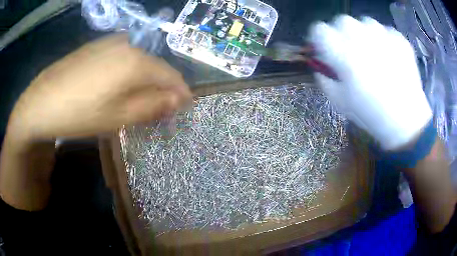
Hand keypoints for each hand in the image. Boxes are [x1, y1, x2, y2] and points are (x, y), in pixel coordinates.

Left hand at [7, 34, 190, 141]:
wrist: (40, 101)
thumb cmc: (78, 113)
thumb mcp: (117, 117)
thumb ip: (151, 107)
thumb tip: (177, 100)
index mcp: (135, 61)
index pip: (170, 75)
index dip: (181, 92)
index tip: (186, 107)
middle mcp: (127, 45)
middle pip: (155, 67)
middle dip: (163, 88)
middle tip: (162, 110)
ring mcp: (110, 42)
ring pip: (139, 61)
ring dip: (145, 81)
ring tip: (141, 101)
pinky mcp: (97, 46)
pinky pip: (123, 58)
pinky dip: (129, 73)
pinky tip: (120, 87)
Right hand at [309, 15, 431, 149]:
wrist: (406, 121)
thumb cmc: (371, 114)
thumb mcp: (339, 101)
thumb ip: (324, 77)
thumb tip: (321, 64)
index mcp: (344, 55)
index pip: (319, 30)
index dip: (319, 39)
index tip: (325, 49)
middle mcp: (362, 38)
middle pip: (342, 21)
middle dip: (341, 33)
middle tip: (350, 50)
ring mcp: (384, 36)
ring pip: (364, 22)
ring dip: (363, 34)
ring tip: (372, 52)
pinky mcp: (399, 40)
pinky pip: (384, 30)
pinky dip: (383, 40)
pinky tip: (388, 56)